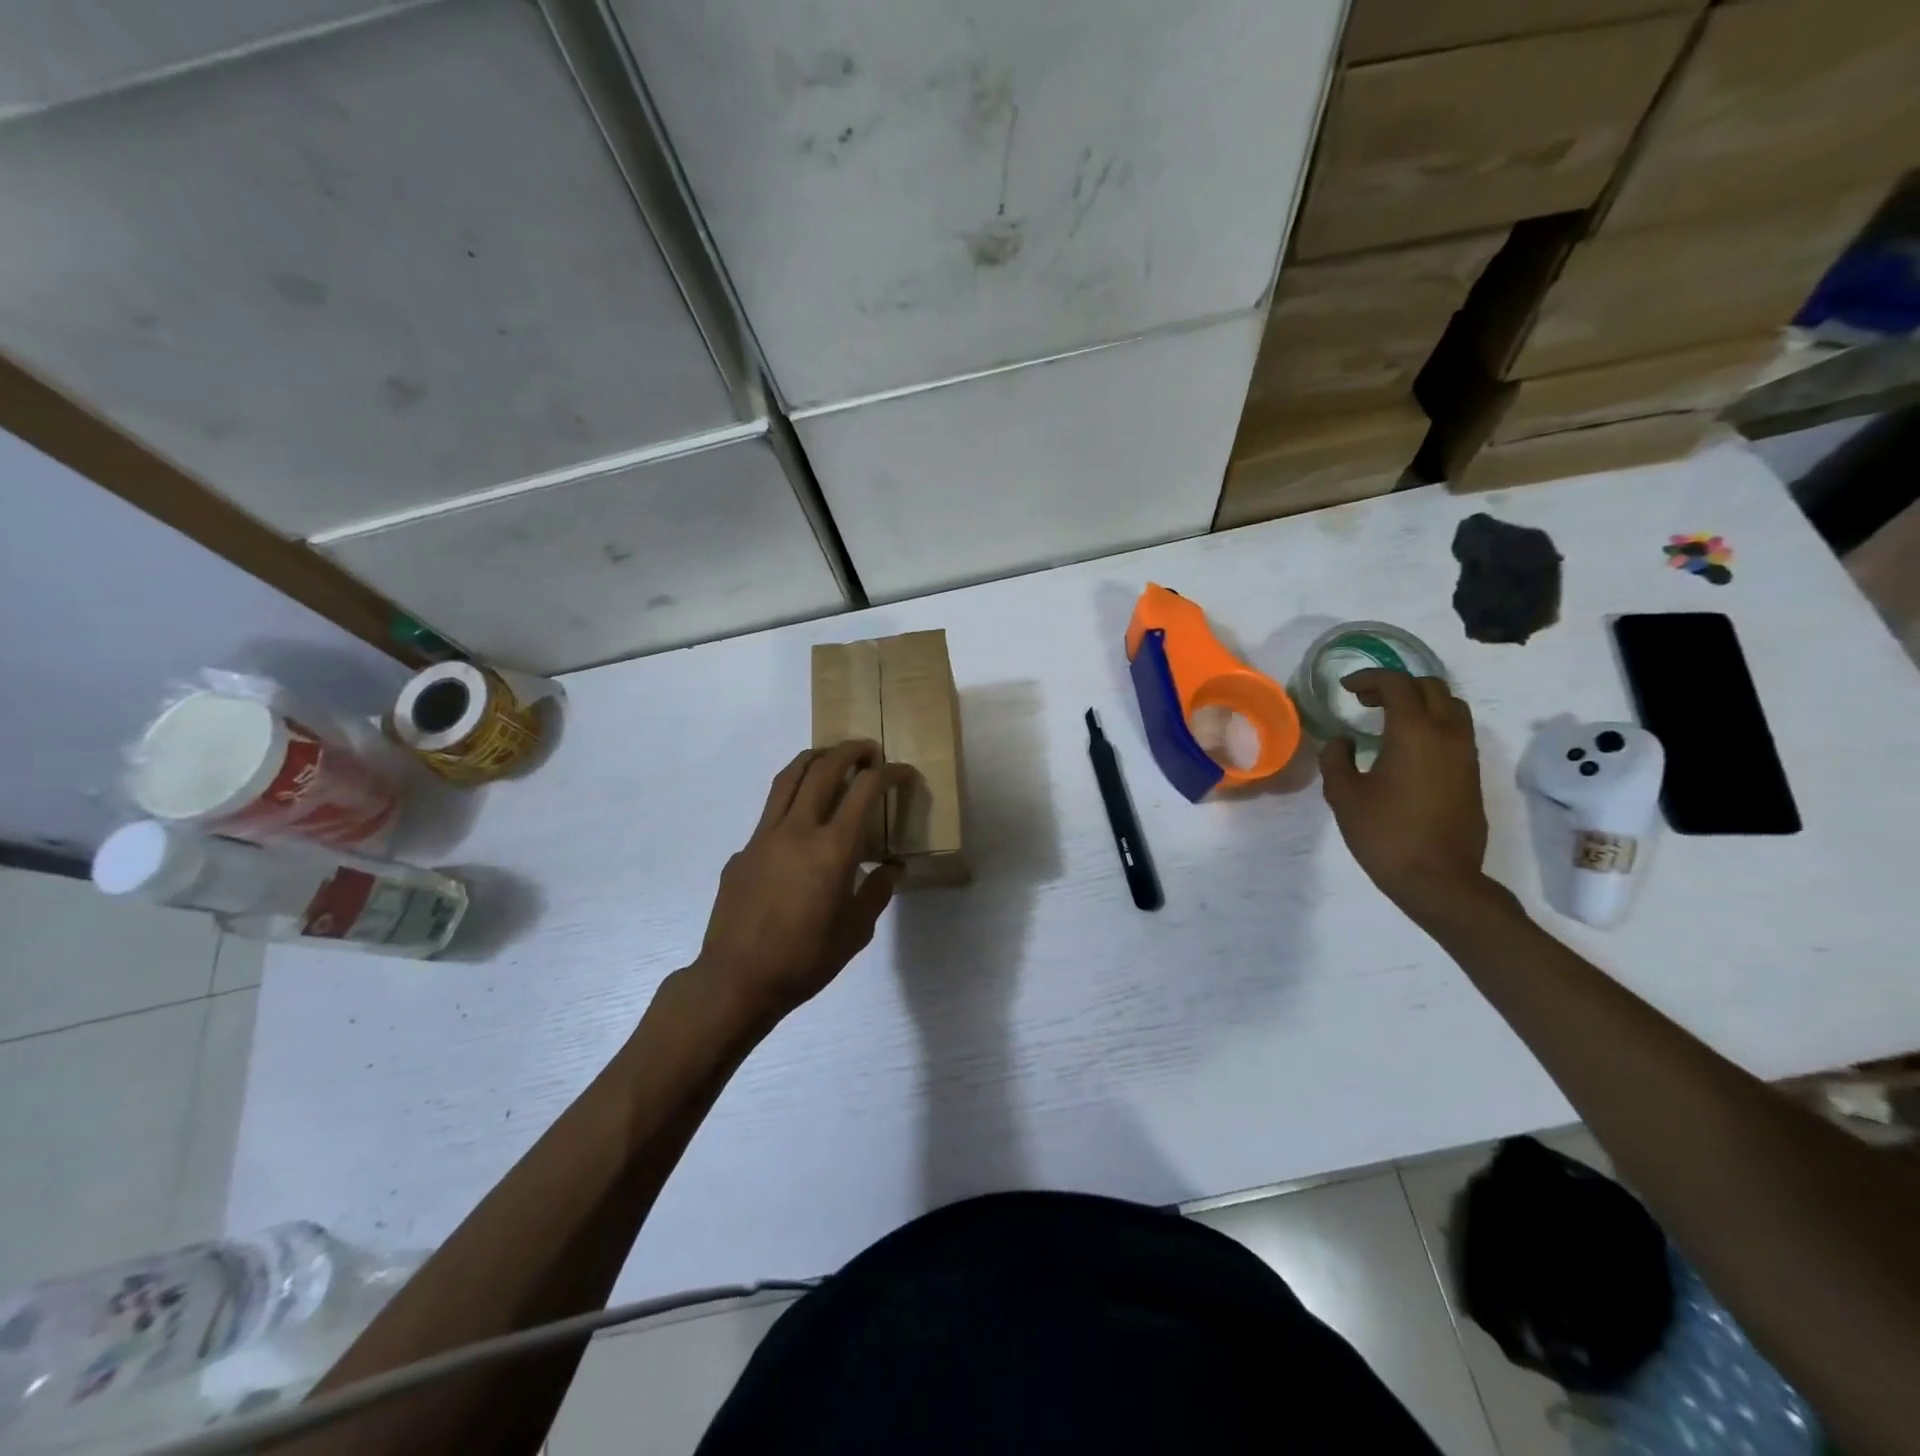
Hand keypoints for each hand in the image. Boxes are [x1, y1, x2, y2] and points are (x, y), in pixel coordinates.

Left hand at [689, 741, 916, 1026]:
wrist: (737, 980)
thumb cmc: (805, 960)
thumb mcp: (856, 932)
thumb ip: (876, 892)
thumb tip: (890, 870)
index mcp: (833, 849)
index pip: (866, 790)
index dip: (890, 774)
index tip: (904, 773)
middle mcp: (798, 830)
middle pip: (824, 768)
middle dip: (851, 751)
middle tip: (869, 750)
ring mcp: (764, 836)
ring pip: (788, 778)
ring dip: (814, 759)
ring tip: (830, 757)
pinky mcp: (742, 851)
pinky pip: (770, 814)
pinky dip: (791, 801)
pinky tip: (800, 825)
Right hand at [1320, 670, 1492, 923]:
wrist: (1439, 879)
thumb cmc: (1385, 834)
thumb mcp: (1344, 796)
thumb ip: (1336, 759)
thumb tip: (1342, 740)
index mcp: (1413, 732)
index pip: (1397, 684)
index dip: (1370, 679)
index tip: (1347, 689)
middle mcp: (1446, 734)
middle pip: (1431, 687)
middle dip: (1397, 685)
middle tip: (1367, 700)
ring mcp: (1465, 754)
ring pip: (1450, 706)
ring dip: (1420, 702)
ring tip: (1389, 719)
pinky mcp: (1472, 773)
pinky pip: (1456, 730)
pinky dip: (1432, 723)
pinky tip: (1407, 746)